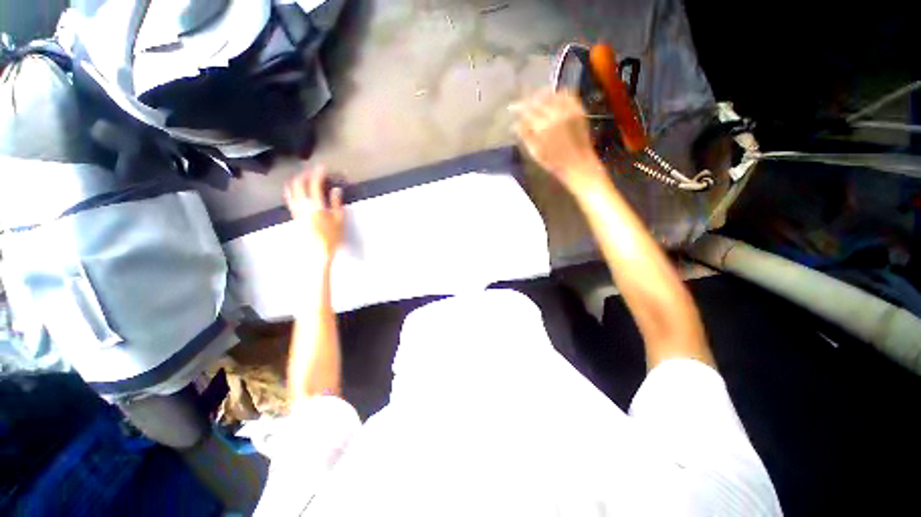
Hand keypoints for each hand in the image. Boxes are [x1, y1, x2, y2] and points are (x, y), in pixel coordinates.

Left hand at [284, 166, 344, 261]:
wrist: (317, 252)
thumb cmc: (332, 238)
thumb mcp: (339, 221)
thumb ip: (337, 203)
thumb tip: (336, 189)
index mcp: (316, 205)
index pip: (314, 184)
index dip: (318, 173)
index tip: (324, 167)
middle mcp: (302, 204)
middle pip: (299, 183)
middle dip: (306, 174)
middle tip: (314, 170)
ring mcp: (296, 209)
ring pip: (291, 189)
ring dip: (297, 180)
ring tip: (304, 176)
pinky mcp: (293, 214)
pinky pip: (289, 197)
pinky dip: (292, 189)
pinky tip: (295, 189)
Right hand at [513, 90, 607, 190]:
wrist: (579, 164)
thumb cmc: (554, 163)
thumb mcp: (536, 153)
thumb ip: (526, 136)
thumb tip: (515, 124)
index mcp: (543, 127)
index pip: (527, 111)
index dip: (518, 108)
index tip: (511, 108)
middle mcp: (556, 115)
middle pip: (538, 101)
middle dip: (528, 100)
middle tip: (521, 103)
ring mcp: (569, 111)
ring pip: (552, 95)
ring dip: (541, 95)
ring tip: (534, 98)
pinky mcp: (579, 110)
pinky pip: (567, 95)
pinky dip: (558, 94)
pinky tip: (552, 97)